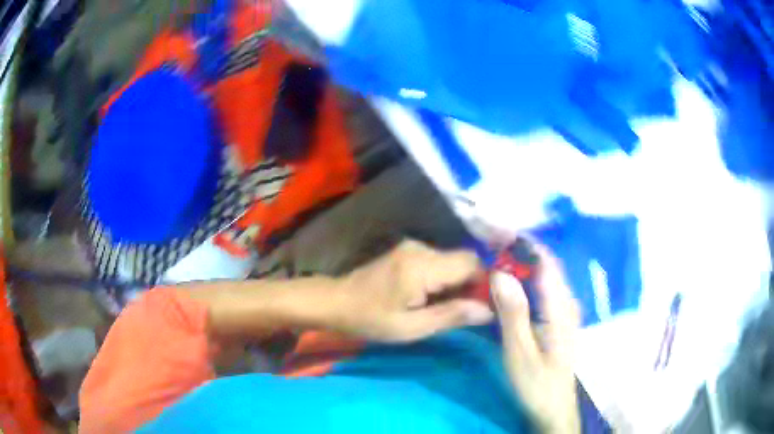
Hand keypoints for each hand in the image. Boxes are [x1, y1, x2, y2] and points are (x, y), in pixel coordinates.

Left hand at [334, 240, 494, 341]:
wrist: (336, 301)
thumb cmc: (371, 319)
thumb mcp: (411, 327)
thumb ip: (451, 316)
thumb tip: (489, 311)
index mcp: (422, 266)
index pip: (472, 263)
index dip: (486, 282)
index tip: (489, 305)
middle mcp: (421, 249)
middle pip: (464, 260)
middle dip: (473, 284)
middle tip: (470, 312)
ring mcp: (413, 247)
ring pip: (453, 261)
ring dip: (459, 283)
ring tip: (451, 308)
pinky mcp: (408, 252)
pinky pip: (439, 262)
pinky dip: (445, 279)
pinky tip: (435, 298)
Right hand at [492, 243, 580, 433]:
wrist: (554, 408)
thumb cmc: (537, 384)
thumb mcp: (520, 353)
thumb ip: (513, 313)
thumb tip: (500, 272)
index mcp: (560, 307)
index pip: (545, 260)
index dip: (522, 241)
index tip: (495, 230)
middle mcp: (565, 301)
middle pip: (544, 263)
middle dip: (517, 247)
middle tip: (486, 240)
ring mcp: (562, 309)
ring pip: (542, 274)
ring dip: (519, 260)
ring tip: (491, 254)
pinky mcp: (556, 318)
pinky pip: (540, 288)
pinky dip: (522, 278)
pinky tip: (505, 282)